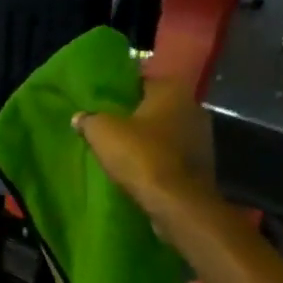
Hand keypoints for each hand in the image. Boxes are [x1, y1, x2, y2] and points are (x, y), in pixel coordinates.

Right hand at [73, 76, 219, 247]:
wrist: (176, 202)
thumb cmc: (141, 156)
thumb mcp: (103, 133)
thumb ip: (89, 120)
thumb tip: (79, 117)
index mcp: (171, 89)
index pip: (142, 81)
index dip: (121, 91)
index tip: (104, 104)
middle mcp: (192, 106)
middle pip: (156, 107)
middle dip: (136, 116)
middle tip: (111, 127)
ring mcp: (202, 136)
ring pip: (167, 132)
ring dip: (149, 140)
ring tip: (124, 150)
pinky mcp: (202, 163)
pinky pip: (174, 155)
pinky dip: (159, 159)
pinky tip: (141, 169)